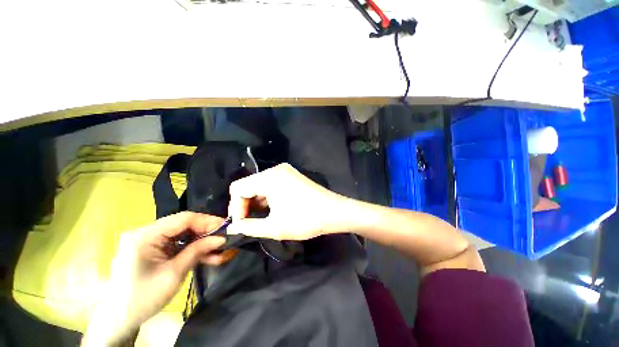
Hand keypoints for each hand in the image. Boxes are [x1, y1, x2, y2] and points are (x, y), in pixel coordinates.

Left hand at [82, 212, 225, 346]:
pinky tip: (208, 256)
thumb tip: (222, 238)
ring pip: (183, 234)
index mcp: (145, 236)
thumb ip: (198, 251)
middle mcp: (147, 233)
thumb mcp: (174, 274)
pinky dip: (193, 249)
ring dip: (202, 242)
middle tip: (225, 238)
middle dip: (206, 232)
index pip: (183, 219)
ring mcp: (149, 241)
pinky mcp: (153, 249)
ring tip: (220, 250)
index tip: (226, 227)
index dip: (207, 221)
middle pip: (184, 225)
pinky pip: (178, 244)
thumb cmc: (143, 298)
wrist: (119, 319)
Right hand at [227, 163, 348, 240]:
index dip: (235, 207)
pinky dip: (268, 198)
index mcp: (269, 177)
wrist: (334, 212)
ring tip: (261, 219)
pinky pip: (272, 185)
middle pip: (249, 185)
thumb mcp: (274, 227)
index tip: (241, 224)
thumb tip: (232, 227)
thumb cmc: (305, 219)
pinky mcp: (292, 176)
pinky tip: (272, 210)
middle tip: (249, 224)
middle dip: (245, 205)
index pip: (238, 188)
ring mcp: (286, 172)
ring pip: (260, 185)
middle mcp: (276, 170)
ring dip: (257, 202)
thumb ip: (249, 227)